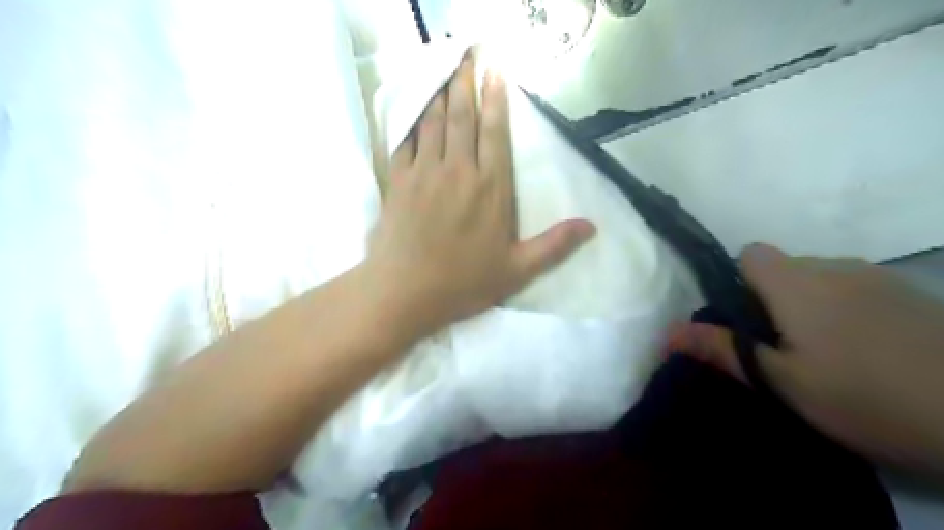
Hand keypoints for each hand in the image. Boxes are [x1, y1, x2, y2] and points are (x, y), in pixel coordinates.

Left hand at [364, 55, 591, 337]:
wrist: (405, 293)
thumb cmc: (463, 283)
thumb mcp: (517, 270)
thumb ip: (554, 245)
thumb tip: (591, 226)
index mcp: (490, 188)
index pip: (495, 133)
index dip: (496, 100)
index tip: (495, 73)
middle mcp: (458, 171)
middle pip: (462, 117)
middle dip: (466, 84)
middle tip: (467, 57)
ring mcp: (424, 173)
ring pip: (432, 123)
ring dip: (439, 96)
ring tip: (443, 75)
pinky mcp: (397, 182)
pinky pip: (405, 142)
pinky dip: (411, 124)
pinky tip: (414, 114)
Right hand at [675, 242, 943, 471]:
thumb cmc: (864, 396)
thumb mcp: (780, 382)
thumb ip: (722, 349)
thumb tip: (665, 333)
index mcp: (796, 283)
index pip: (750, 254)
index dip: (738, 280)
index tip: (744, 319)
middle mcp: (834, 266)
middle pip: (784, 267)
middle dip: (771, 299)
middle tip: (780, 349)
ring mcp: (878, 278)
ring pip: (820, 279)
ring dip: (809, 305)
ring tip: (825, 355)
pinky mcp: (912, 294)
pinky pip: (855, 289)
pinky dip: (845, 309)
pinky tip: (866, 351)